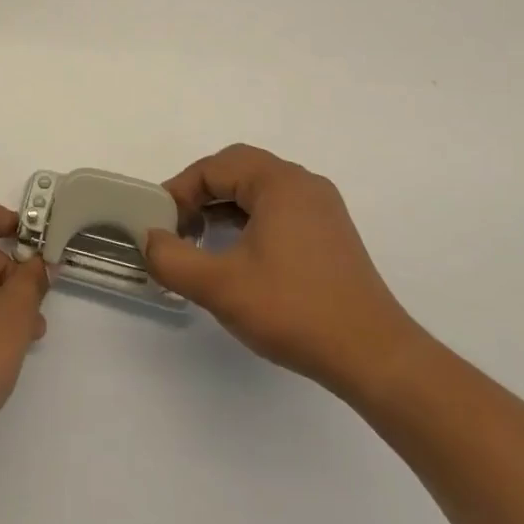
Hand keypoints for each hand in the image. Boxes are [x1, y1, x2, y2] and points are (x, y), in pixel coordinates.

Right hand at [144, 144, 420, 397]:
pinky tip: (235, 254)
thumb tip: (149, 239)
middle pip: (238, 170)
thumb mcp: (220, 285)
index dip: (179, 190)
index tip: (159, 223)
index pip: (215, 166)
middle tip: (176, 225)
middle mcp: (304, 185)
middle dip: (200, 193)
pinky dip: (248, 221)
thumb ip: (172, 259)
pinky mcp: (330, 235)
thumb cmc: (294, 310)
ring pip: (258, 191)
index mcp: (280, 183)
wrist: (374, 356)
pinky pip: (278, 210)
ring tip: (199, 240)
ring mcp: (322, 210)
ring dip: (223, 207)